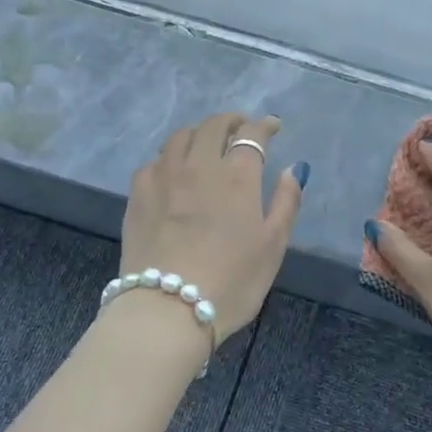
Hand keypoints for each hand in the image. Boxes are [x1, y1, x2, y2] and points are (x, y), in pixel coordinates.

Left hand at [119, 113, 305, 346]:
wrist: (167, 310)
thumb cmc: (231, 282)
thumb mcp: (273, 246)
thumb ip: (286, 202)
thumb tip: (293, 169)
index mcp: (237, 176)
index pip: (252, 134)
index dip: (264, 125)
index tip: (273, 126)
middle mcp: (199, 165)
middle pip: (213, 126)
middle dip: (231, 121)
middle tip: (240, 129)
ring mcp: (164, 177)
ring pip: (180, 137)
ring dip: (198, 133)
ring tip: (206, 144)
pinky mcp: (138, 194)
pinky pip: (155, 161)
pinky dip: (170, 157)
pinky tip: (173, 171)